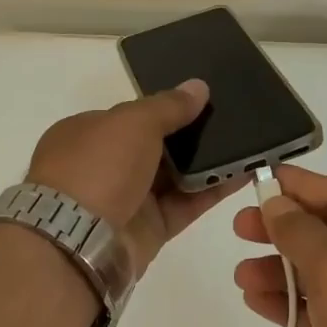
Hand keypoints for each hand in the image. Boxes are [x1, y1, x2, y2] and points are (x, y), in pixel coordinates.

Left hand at [26, 79, 243, 277]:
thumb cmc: (98, 166)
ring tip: (247, 143)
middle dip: (190, 137)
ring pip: (174, 177)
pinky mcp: (150, 229)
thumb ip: (168, 106)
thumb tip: (198, 87)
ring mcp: (127, 200)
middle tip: (233, 121)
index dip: (163, 109)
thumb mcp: (133, 122)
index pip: (129, 118)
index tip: (200, 103)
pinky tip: (244, 173)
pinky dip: (213, 190)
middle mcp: (104, 167)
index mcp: (86, 135)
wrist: (78, 239)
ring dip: (208, 163)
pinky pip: (186, 204)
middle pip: (154, 148)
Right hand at [232, 166, 326, 326]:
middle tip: (240, 228)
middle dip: (286, 232)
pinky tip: (255, 299)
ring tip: (240, 274)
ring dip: (281, 271)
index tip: (261, 179)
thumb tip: (276, 202)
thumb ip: (302, 232)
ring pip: (323, 277)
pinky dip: (291, 304)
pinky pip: (321, 313)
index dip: (302, 187)